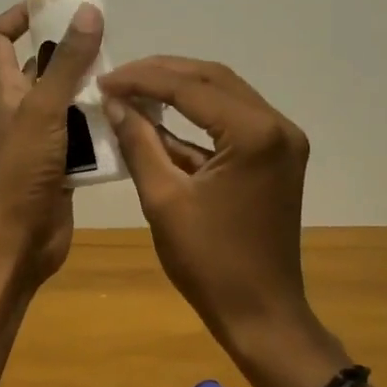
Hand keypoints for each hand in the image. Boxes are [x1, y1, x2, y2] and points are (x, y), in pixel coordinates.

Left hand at [0, 0, 104, 284]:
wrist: (20, 238)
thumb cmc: (23, 169)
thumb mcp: (45, 108)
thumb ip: (67, 62)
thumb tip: (88, 11)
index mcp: (4, 88)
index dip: (18, 15)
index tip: (54, 7)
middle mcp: (21, 106)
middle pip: (42, 65)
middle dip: (72, 51)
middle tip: (109, 42)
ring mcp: (42, 134)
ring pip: (69, 98)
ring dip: (93, 88)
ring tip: (128, 79)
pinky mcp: (62, 159)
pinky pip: (84, 130)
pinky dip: (102, 122)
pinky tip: (131, 117)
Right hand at [99, 58, 322, 347]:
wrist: (260, 312)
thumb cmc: (209, 262)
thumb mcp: (163, 199)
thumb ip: (139, 142)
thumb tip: (114, 102)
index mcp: (253, 134)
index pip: (190, 87)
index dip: (142, 79)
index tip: (104, 80)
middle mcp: (277, 125)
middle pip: (212, 79)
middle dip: (162, 74)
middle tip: (118, 78)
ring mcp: (282, 140)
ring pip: (225, 94)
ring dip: (180, 90)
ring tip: (134, 90)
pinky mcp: (277, 156)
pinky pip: (234, 120)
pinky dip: (198, 116)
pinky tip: (161, 117)